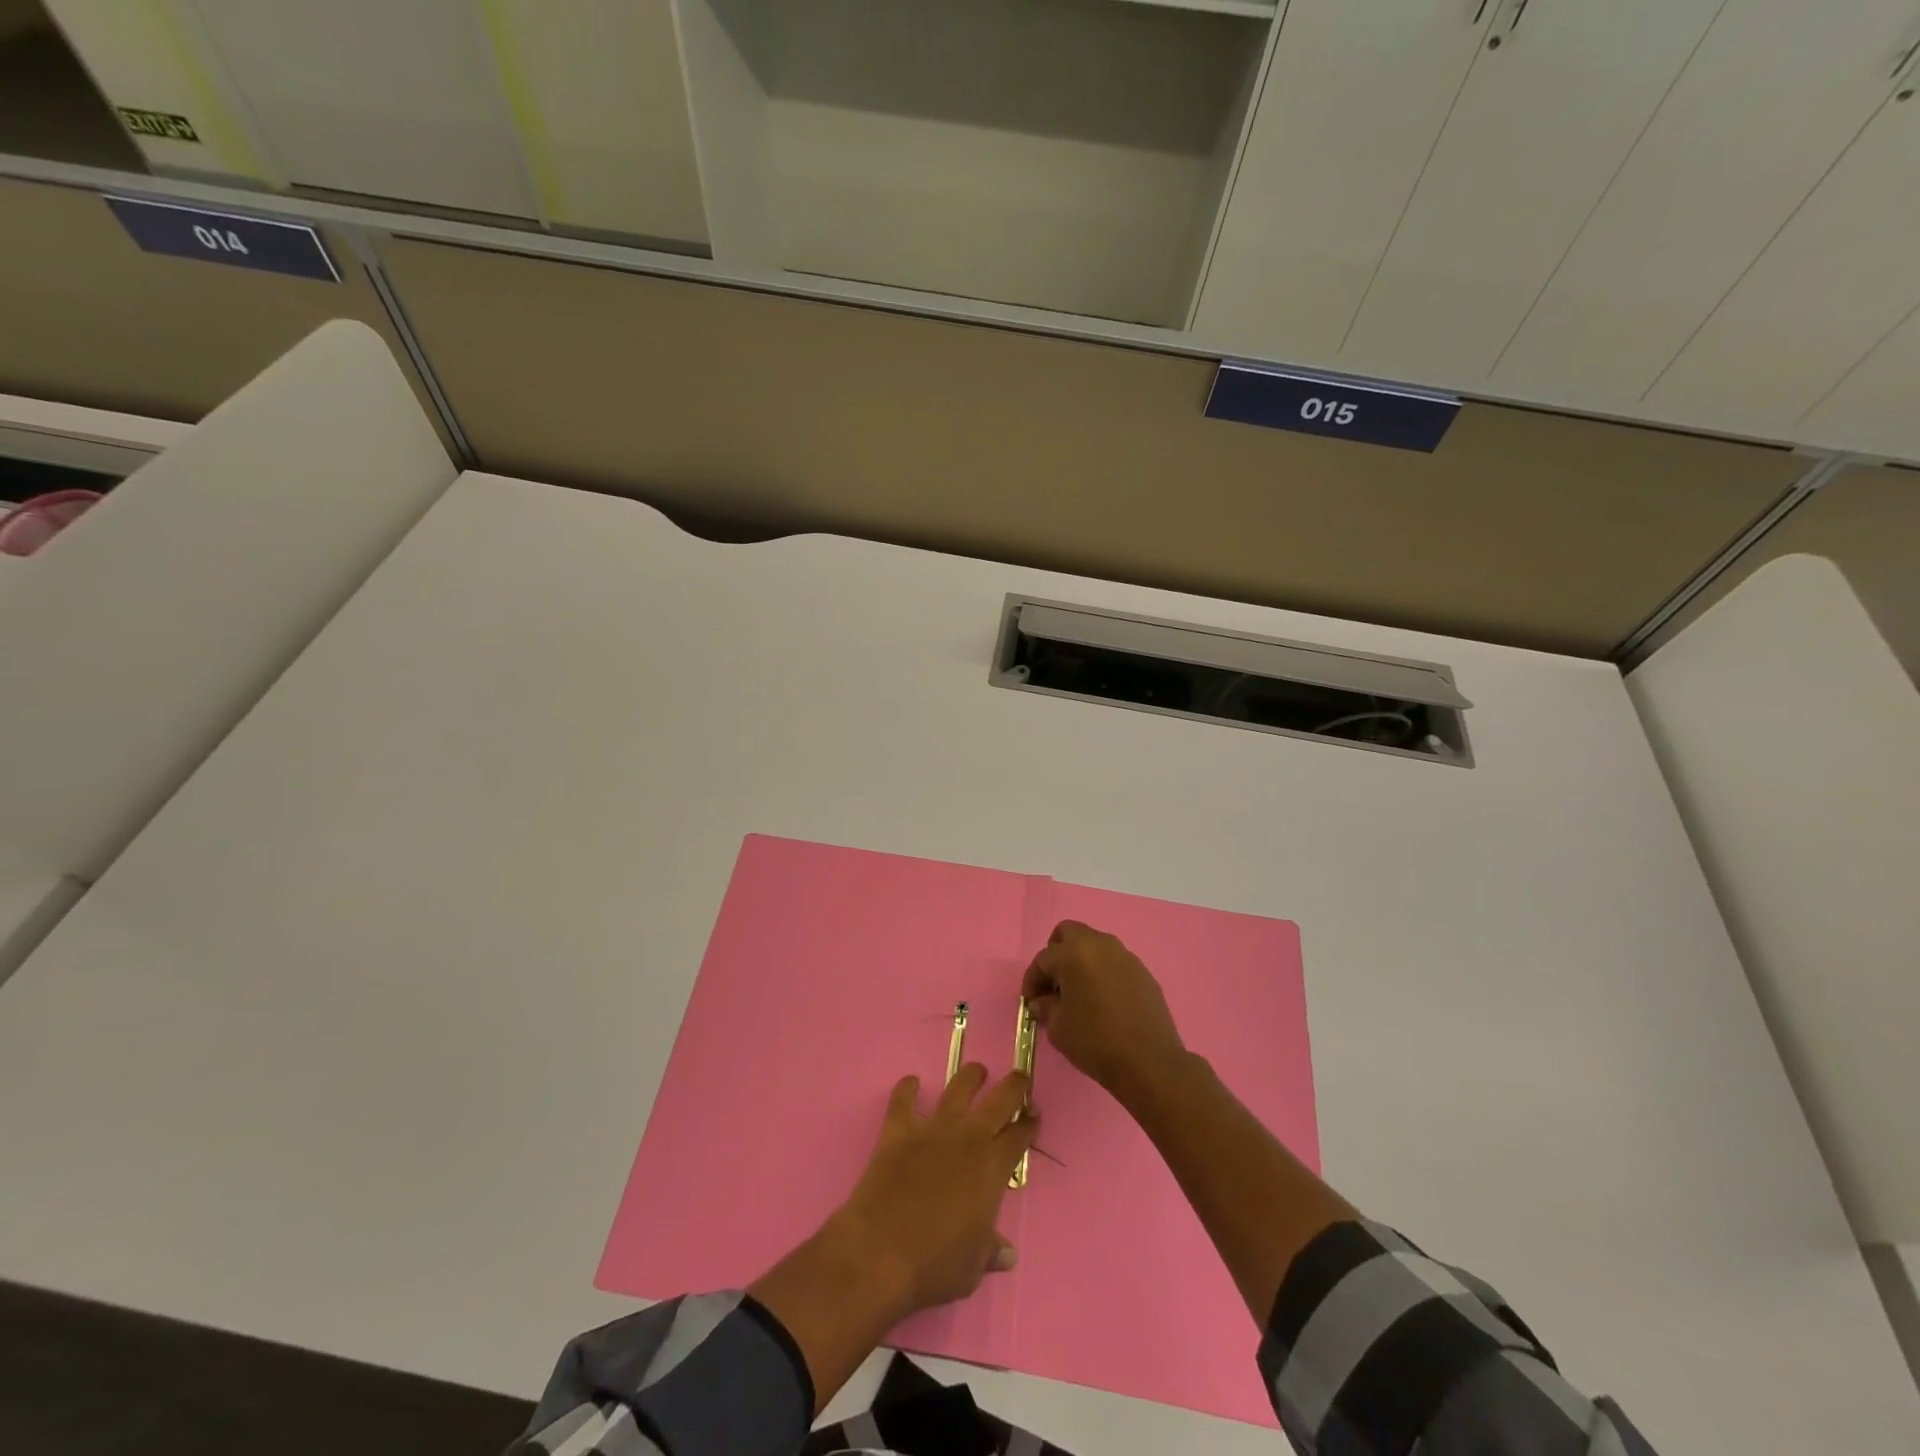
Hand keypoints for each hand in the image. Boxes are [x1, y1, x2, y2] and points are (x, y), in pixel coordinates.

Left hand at [837, 1063, 1036, 1316]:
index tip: (1035, 1115)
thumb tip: (1007, 1254)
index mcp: (992, 1168)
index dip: (1030, 1124)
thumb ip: (990, 1251)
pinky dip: (907, 1089)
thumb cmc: (935, 1264)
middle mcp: (967, 1138)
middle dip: (1014, 1086)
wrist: (881, 1252)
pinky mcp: (898, 1131)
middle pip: (999, 1101)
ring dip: (970, 1077)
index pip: (1019, 1136)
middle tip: (1020, 1077)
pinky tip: (911, 1082)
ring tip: (977, 1070)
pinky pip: (903, 1101)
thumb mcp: (973, 1267)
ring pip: (958, 1090)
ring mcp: (932, 1130)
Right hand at [1021, 921, 1186, 1099]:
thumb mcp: (1058, 1028)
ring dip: (1081, 962)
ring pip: (1094, 946)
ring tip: (1079, 993)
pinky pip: (1114, 963)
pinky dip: (1103, 973)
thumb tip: (1042, 1001)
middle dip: (1056, 954)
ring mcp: (1125, 956)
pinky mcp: (1143, 972)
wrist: (1149, 1062)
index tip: (1030, 1001)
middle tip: (1054, 984)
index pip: (1043, 959)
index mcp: (1074, 953)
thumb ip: (1045, 1007)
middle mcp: (1100, 945)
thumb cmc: (1095, 1041)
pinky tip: (1103, 1001)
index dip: (1032, 980)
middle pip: (1069, 933)